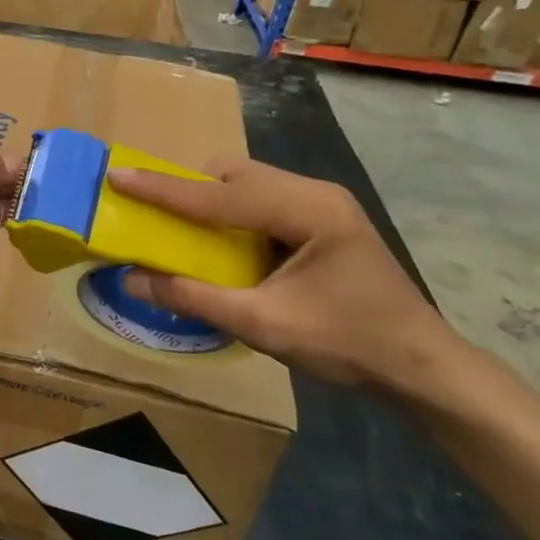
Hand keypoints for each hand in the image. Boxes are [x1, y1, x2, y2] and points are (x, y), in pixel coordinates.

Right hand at [106, 158, 456, 391]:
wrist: (422, 366)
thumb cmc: (348, 344)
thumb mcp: (263, 325)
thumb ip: (194, 298)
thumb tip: (132, 279)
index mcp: (307, 211)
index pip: (219, 195)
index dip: (163, 189)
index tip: (118, 176)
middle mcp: (314, 192)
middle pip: (234, 173)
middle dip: (190, 189)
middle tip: (157, 216)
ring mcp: (323, 202)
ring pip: (248, 181)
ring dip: (211, 200)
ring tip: (188, 233)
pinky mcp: (324, 217)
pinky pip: (263, 198)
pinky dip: (233, 212)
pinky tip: (229, 245)